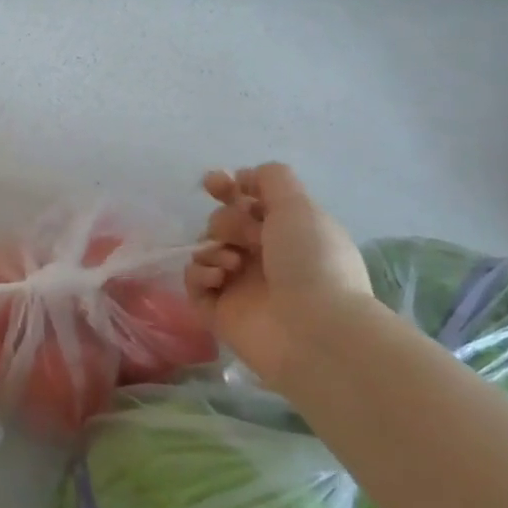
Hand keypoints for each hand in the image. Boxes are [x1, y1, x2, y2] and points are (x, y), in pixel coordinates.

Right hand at [188, 163, 373, 388]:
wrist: (314, 330)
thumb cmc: (312, 262)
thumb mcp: (299, 207)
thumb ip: (272, 179)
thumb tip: (245, 177)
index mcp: (286, 232)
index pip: (247, 201)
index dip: (228, 188)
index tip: (215, 184)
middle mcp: (263, 256)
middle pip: (222, 222)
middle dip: (226, 222)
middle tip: (244, 239)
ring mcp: (240, 285)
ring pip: (205, 249)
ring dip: (213, 248)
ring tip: (232, 265)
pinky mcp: (218, 312)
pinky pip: (193, 281)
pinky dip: (200, 274)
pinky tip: (220, 280)